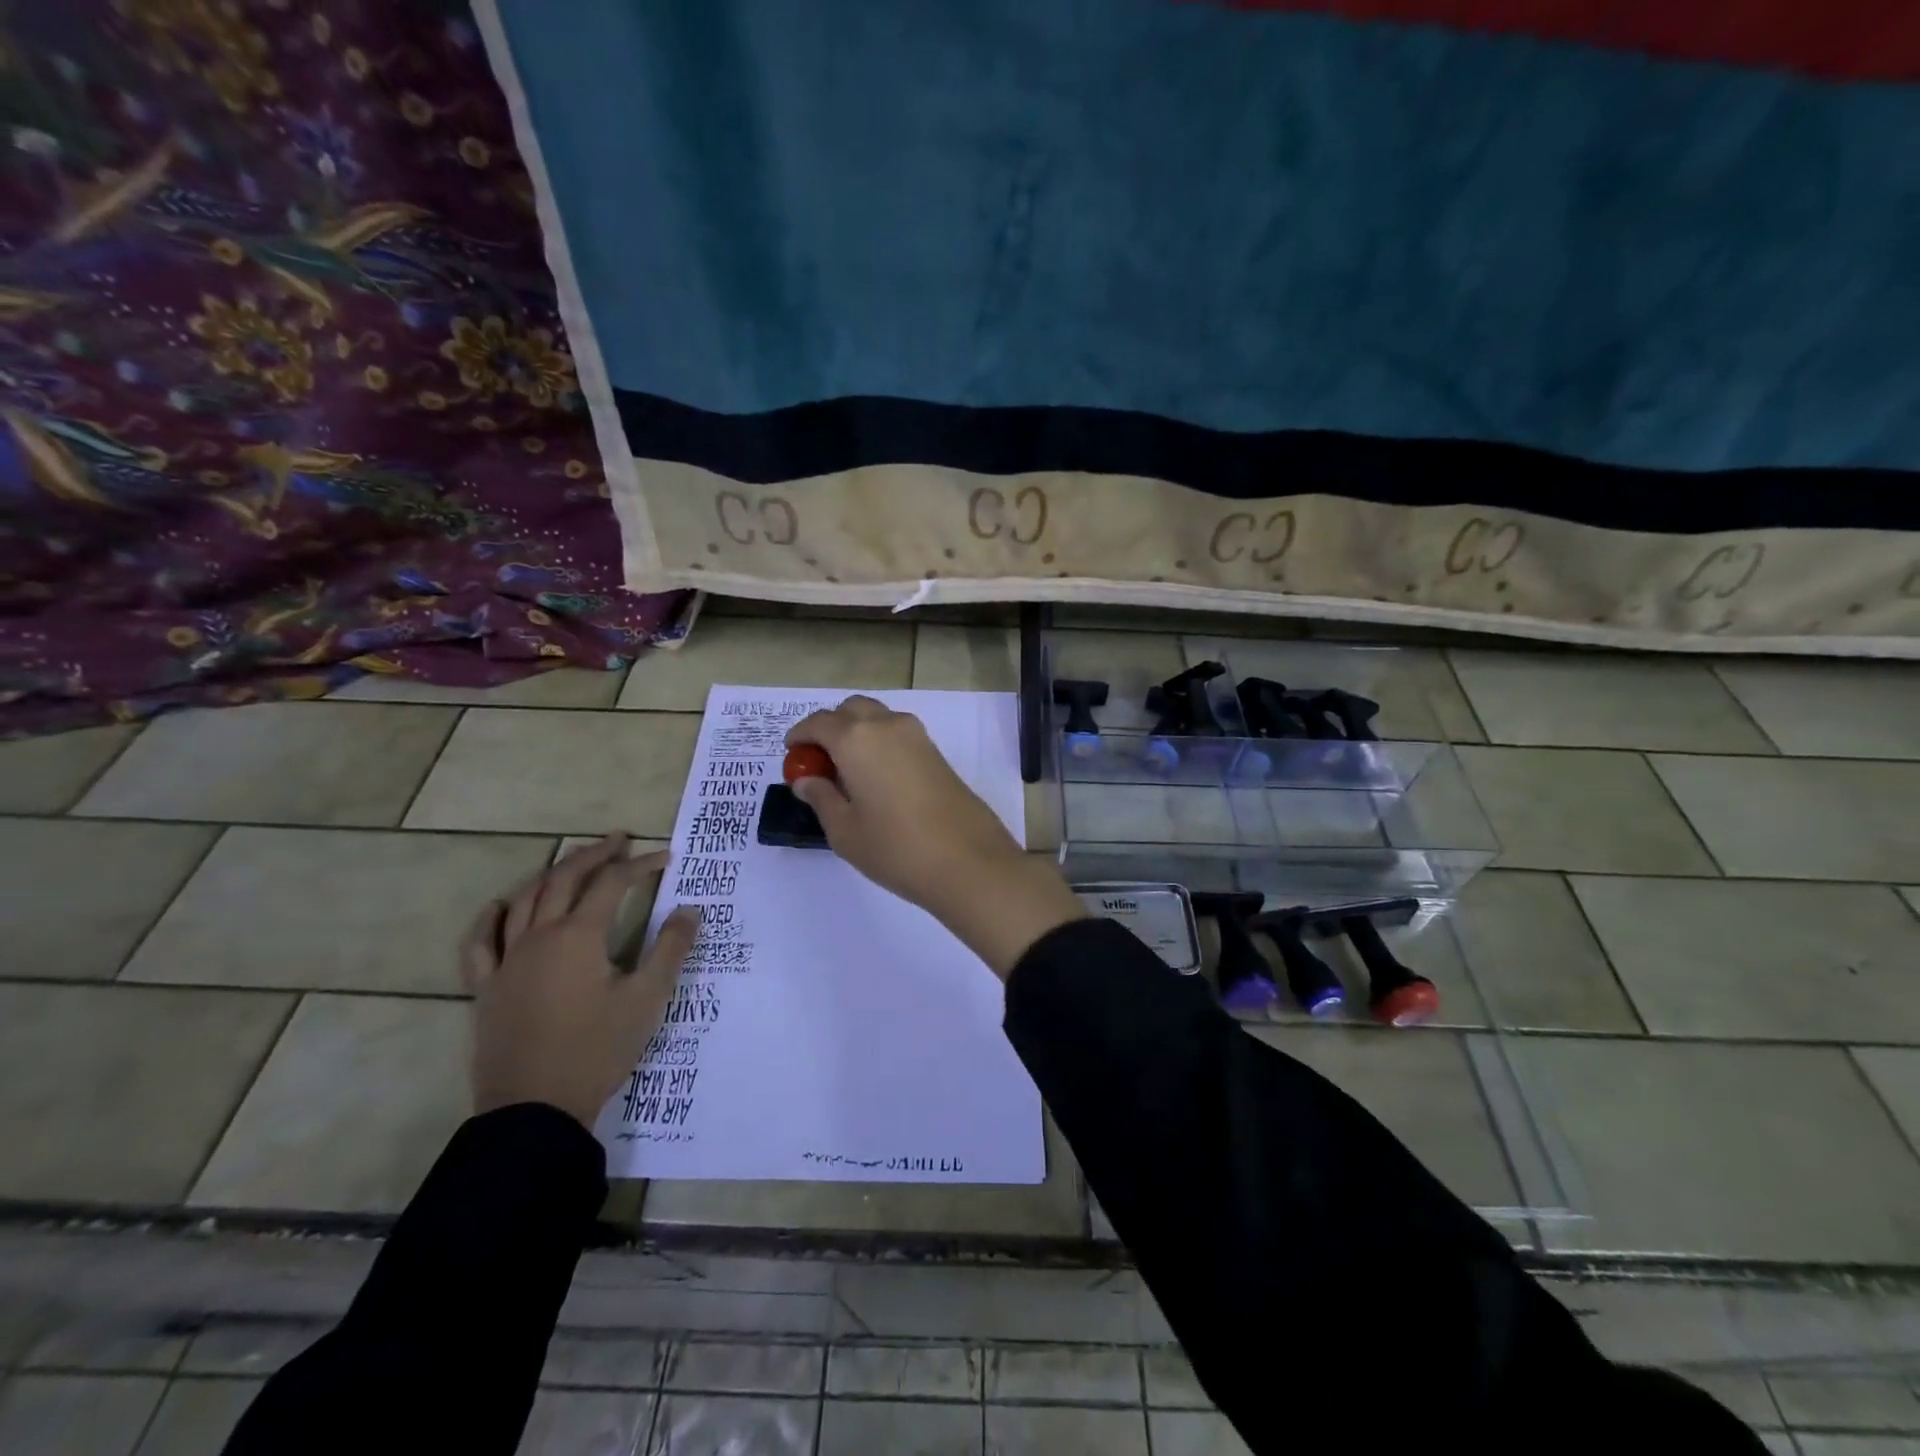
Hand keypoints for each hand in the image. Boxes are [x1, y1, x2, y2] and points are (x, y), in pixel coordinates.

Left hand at [462, 835, 698, 1126]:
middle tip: (619, 841)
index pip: (612, 884)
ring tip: (573, 863)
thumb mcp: (647, 999)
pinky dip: (491, 918)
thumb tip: (690, 910)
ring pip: (524, 900)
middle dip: (594, 855)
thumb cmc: (597, 1050)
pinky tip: (501, 906)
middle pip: (564, 879)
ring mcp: (507, 961)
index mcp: (579, 937)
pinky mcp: (486, 988)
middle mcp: (539, 937)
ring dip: (551, 874)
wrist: (535, 1110)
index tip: (665, 858)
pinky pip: (480, 943)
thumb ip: (671, 949)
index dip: (640, 866)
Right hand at [786, 696, 1083, 977]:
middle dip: (830, 727)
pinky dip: (879, 743)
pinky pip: (897, 734)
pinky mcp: (936, 752)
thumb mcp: (845, 831)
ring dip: (856, 732)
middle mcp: (887, 725)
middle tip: (819, 762)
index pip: (819, 723)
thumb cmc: (895, 848)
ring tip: (847, 772)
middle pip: (850, 710)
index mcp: (856, 739)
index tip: (792, 755)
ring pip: (877, 718)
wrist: (968, 861)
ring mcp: (916, 736)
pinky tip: (876, 778)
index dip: (800, 736)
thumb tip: (806, 779)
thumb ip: (821, 798)